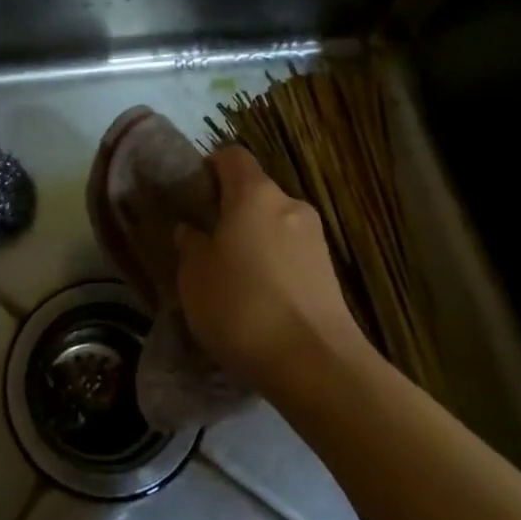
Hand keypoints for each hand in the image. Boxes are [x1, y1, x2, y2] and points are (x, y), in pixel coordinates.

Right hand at [174, 146, 367, 386]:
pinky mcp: (329, 270)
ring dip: (254, 240)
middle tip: (208, 243)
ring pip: (274, 224)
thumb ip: (190, 245)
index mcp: (254, 194)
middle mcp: (289, 204)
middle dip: (231, 211)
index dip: (210, 167)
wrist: (314, 364)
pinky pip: (291, 252)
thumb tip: (192, 231)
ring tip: (234, 277)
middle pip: (255, 192)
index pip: (232, 156)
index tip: (194, 195)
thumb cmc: (242, 307)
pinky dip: (274, 264)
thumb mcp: (195, 277)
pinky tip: (261, 299)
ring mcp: (315, 237)